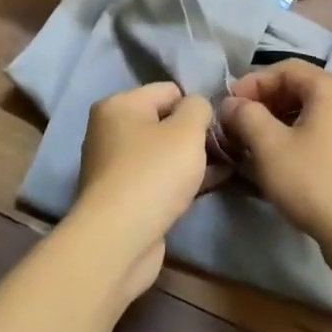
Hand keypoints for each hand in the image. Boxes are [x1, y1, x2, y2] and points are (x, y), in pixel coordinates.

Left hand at [71, 82, 212, 300]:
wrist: (119, 240)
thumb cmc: (154, 173)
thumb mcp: (188, 129)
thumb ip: (199, 107)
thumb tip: (198, 107)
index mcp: (118, 105)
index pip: (169, 91)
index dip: (196, 107)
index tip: (216, 129)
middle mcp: (109, 130)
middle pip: (165, 122)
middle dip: (194, 136)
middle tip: (221, 152)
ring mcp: (113, 166)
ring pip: (163, 153)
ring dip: (190, 160)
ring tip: (221, 170)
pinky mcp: (121, 197)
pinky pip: (157, 178)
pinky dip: (178, 181)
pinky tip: (205, 188)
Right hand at [219, 61, 331, 272]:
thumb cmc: (314, 181)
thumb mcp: (269, 146)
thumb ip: (246, 116)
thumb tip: (231, 104)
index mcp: (331, 87)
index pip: (284, 69)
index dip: (252, 83)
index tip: (227, 105)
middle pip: (299, 88)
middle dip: (264, 103)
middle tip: (237, 124)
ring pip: (309, 113)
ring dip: (277, 122)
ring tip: (252, 143)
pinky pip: (322, 132)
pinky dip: (296, 138)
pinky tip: (279, 160)